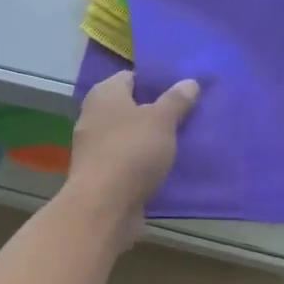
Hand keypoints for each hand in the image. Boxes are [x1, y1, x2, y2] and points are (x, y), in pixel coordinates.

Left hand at [62, 71, 199, 243]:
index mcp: (104, 94)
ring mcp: (94, 148)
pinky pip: (128, 162)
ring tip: (183, 141)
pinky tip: (167, 168)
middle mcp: (94, 117)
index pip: (131, 77)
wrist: (104, 206)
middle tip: (188, 114)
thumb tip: (190, 82)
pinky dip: (144, 163)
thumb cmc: (132, 151)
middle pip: (130, 108)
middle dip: (156, 112)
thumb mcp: (162, 120)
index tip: (182, 89)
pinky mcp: (100, 175)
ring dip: (151, 140)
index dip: (156, 81)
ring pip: (130, 137)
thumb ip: (176, 100)